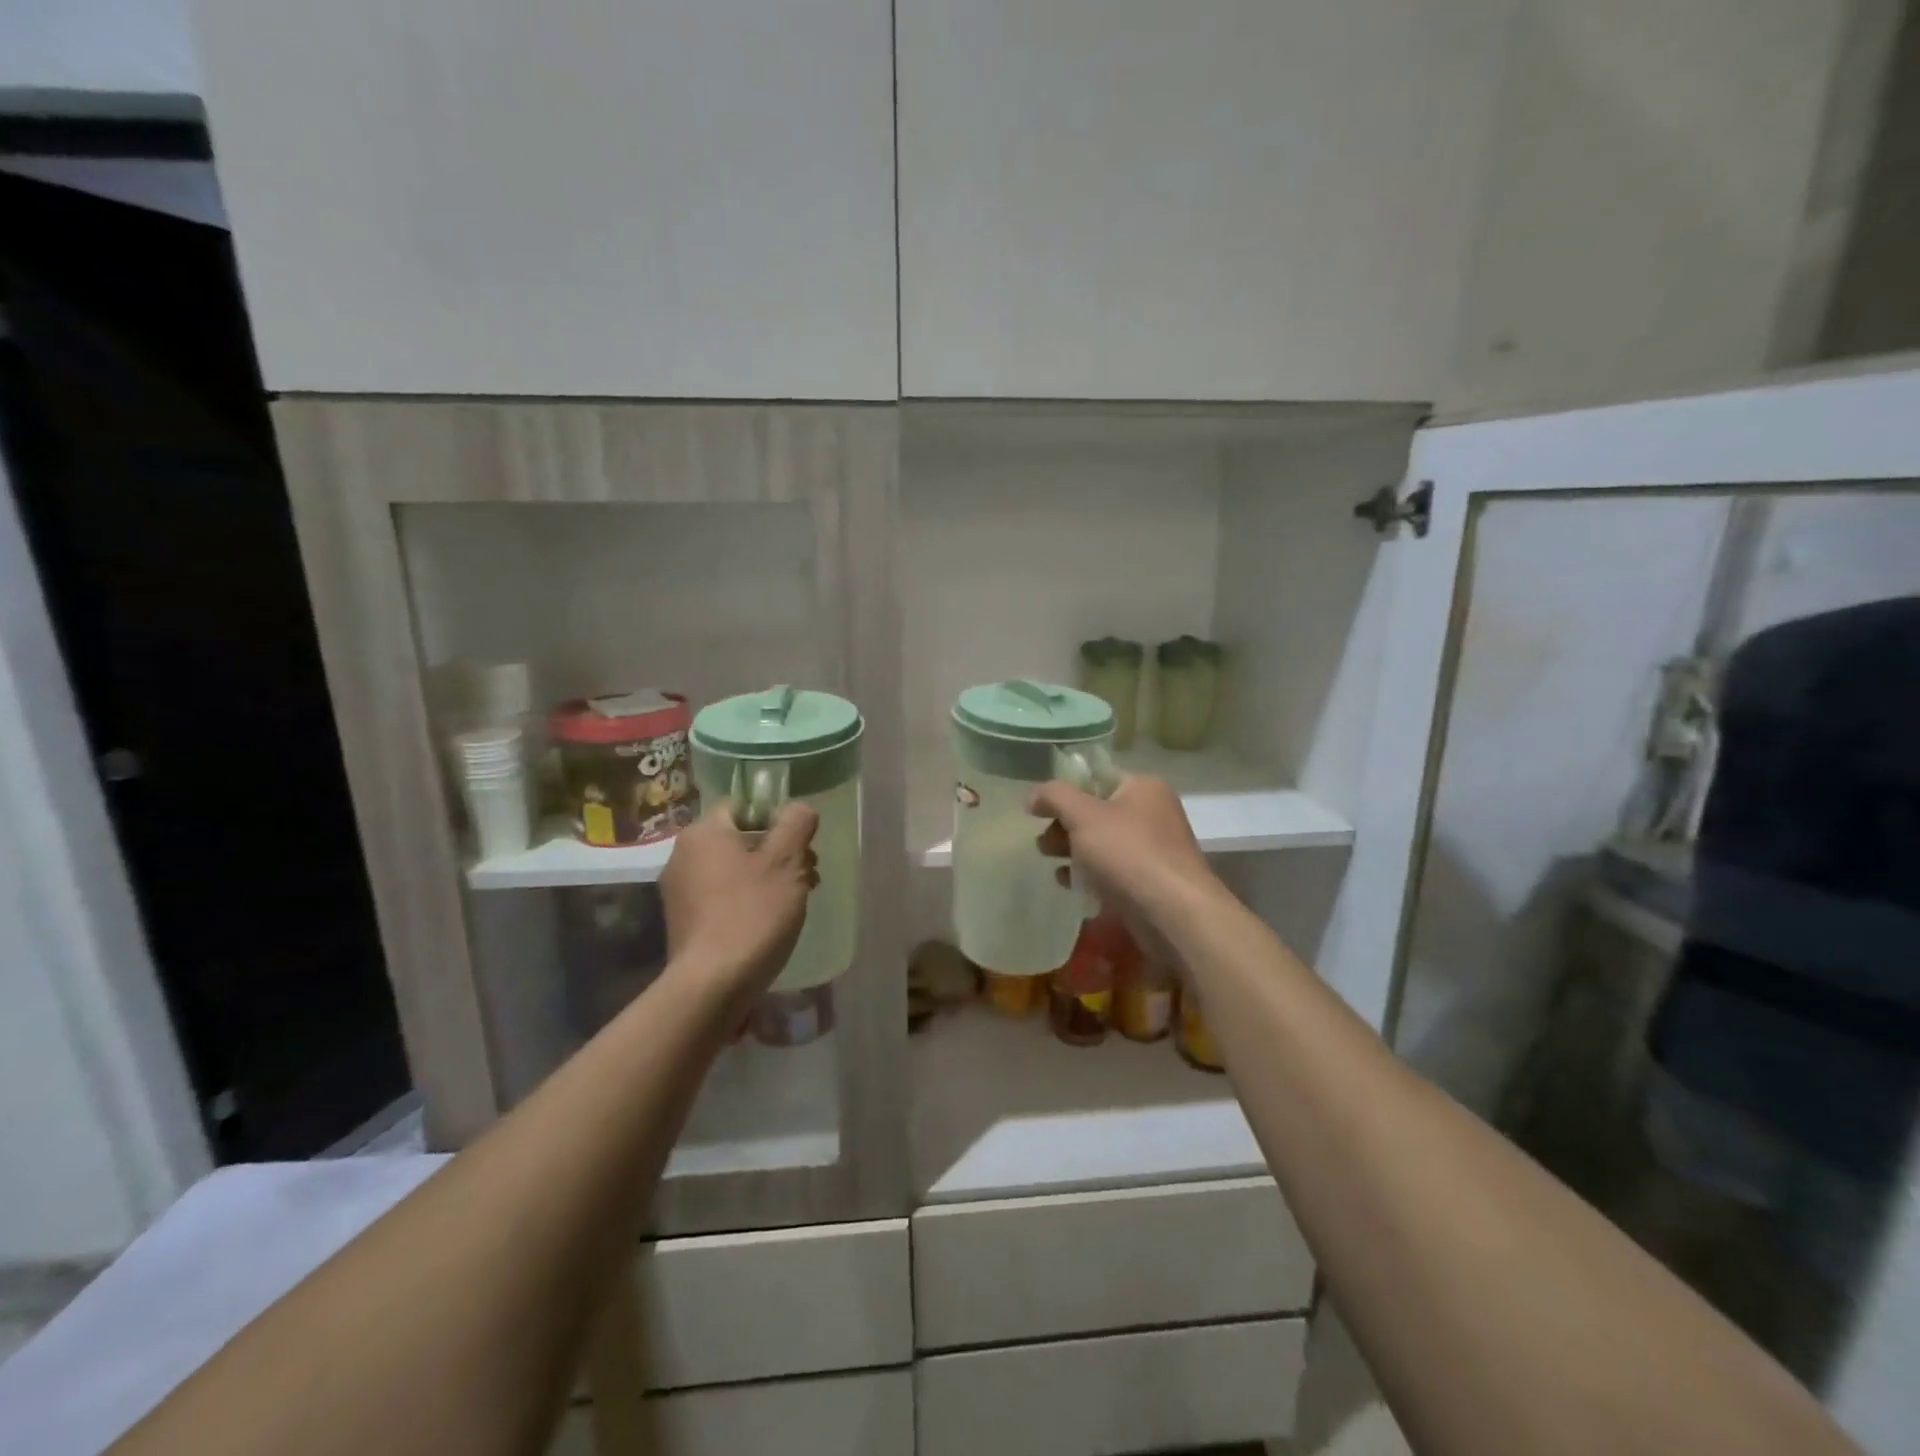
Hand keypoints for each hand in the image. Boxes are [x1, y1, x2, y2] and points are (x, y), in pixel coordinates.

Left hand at [660, 801, 818, 1002]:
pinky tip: (766, 923)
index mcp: (704, 832)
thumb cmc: (752, 914)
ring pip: (733, 868)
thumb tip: (799, 808)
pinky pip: (720, 895)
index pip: (744, 807)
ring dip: (765, 877)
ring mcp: (678, 890)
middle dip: (777, 852)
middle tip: (807, 876)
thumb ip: (796, 823)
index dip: (777, 821)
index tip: (800, 846)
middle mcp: (683, 854)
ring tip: (793, 902)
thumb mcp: (786, 862)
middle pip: (740, 839)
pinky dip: (745, 900)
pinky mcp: (682, 920)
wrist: (711, 984)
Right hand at [1030, 775, 1219, 956]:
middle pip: (1096, 811)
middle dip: (1065, 827)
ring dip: (1074, 852)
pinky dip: (1092, 875)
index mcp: (1143, 787)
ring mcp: (1154, 848)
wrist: (1174, 914)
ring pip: (1103, 843)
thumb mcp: (1083, 815)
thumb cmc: (1128, 854)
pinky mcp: (1151, 880)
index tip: (1038, 811)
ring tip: (1054, 866)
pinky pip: (1113, 870)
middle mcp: (1153, 812)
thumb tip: (1034, 796)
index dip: (1064, 791)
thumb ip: (1054, 797)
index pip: (1095, 777)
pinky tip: (1072, 886)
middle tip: (1044, 845)